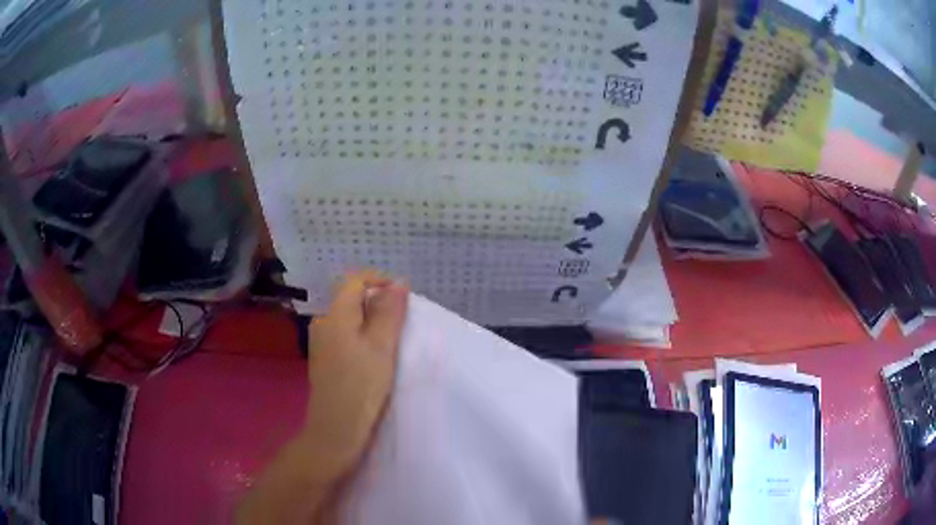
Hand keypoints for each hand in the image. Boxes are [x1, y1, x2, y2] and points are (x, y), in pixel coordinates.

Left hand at [301, 271, 409, 480]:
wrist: (336, 430)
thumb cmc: (361, 387)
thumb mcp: (382, 347)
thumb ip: (390, 312)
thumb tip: (398, 282)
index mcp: (335, 315)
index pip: (355, 280)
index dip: (380, 282)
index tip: (404, 302)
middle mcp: (323, 323)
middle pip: (352, 299)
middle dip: (379, 305)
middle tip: (403, 327)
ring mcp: (321, 342)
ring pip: (350, 319)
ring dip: (373, 323)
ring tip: (392, 344)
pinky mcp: (325, 359)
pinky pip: (345, 336)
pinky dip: (363, 338)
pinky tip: (375, 359)